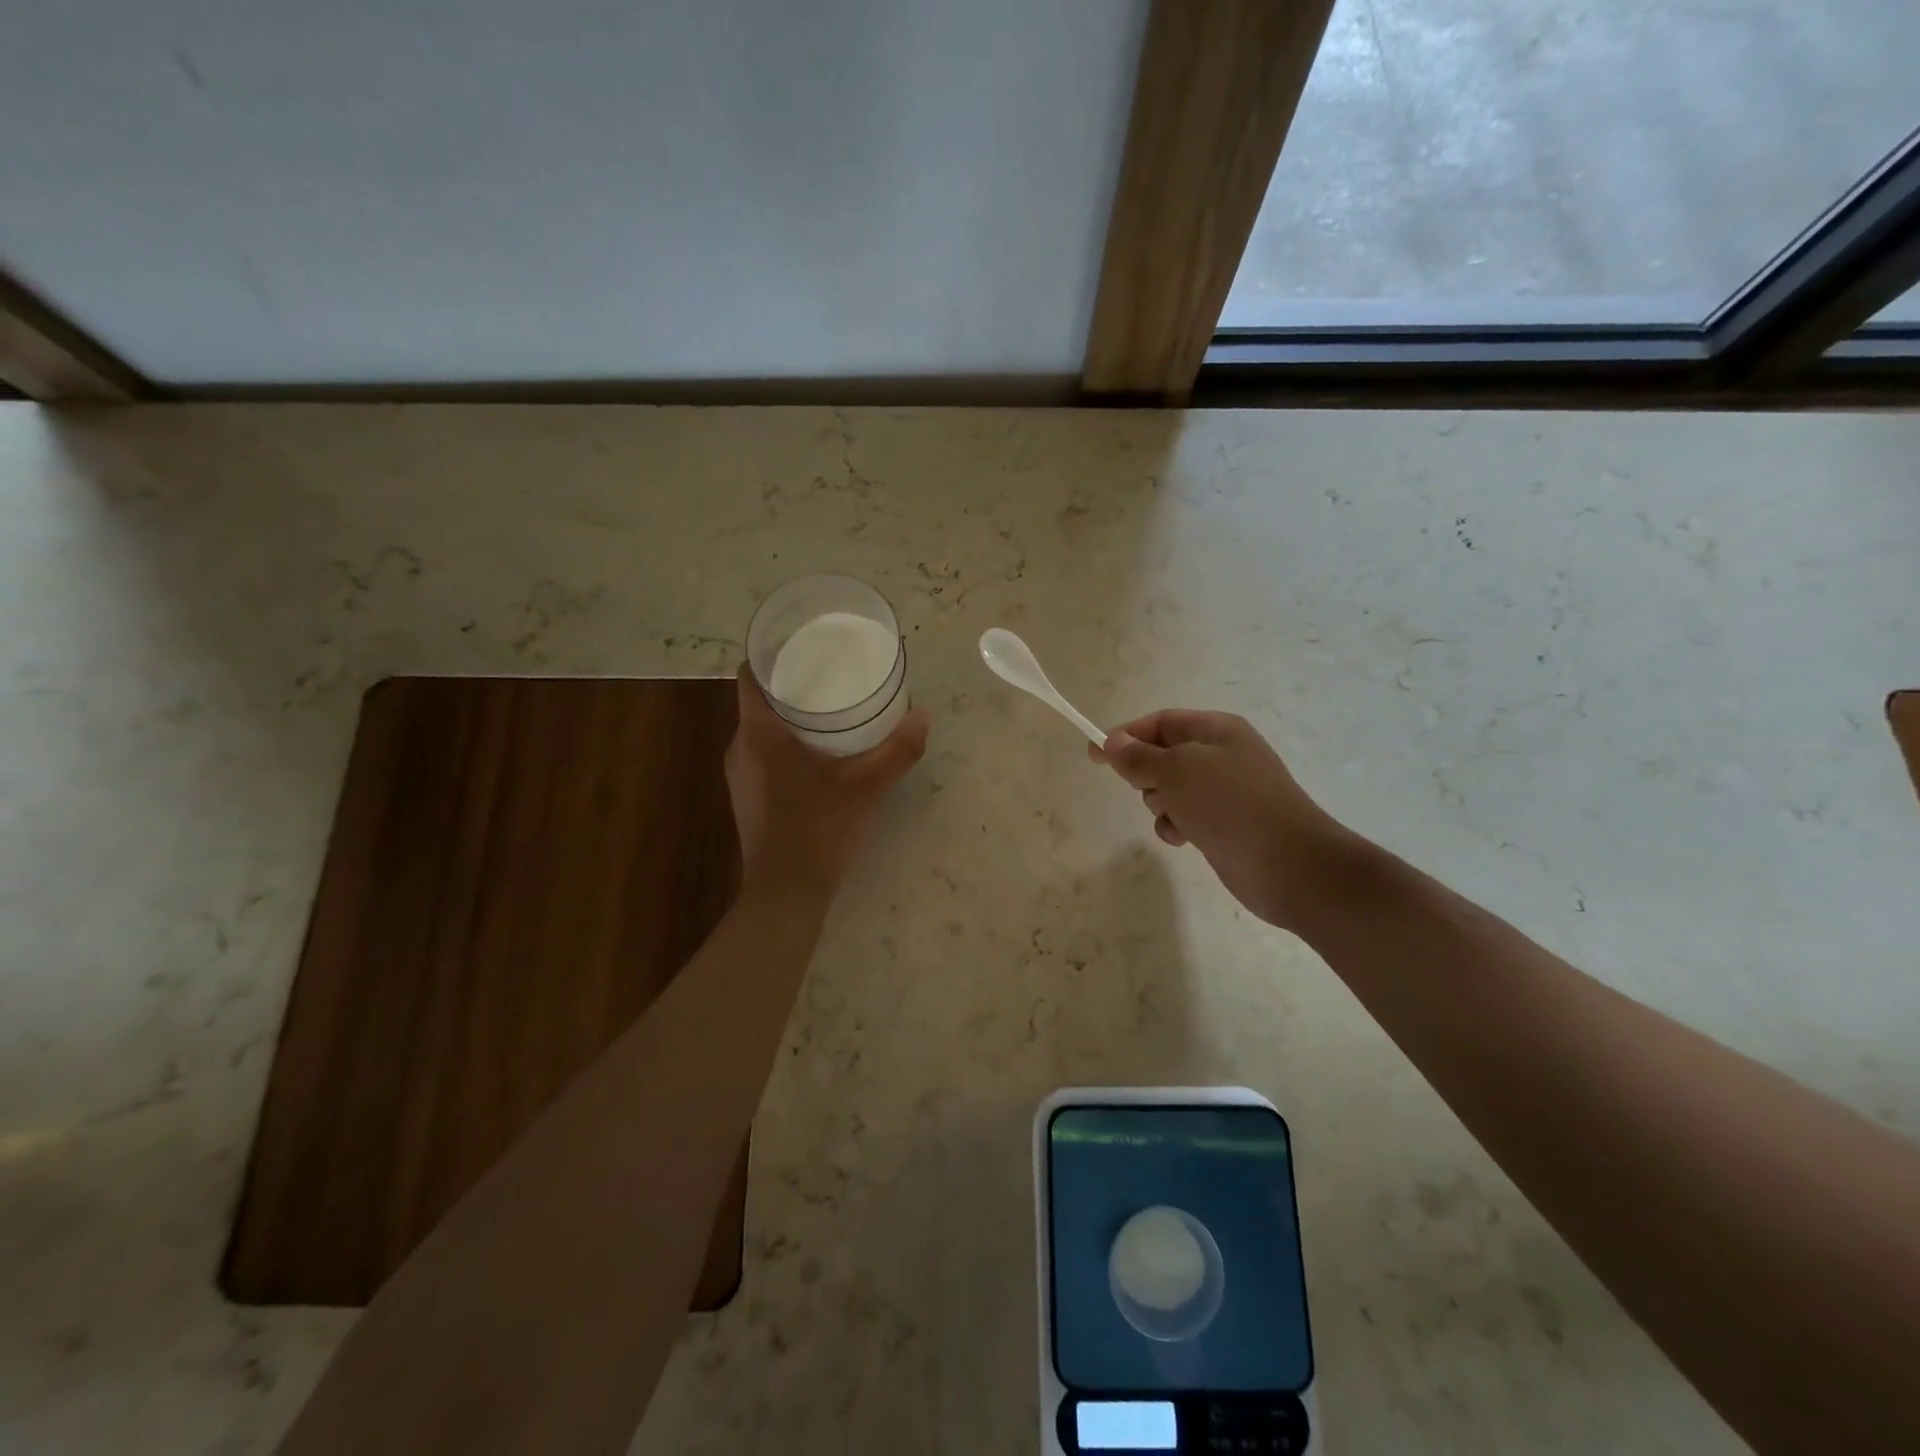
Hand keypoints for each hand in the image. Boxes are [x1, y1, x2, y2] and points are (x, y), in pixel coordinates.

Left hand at [725, 665, 929, 894]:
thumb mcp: (866, 786)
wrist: (786, 893)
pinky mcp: (748, 797)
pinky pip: (763, 754)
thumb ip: (897, 750)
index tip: (801, 644)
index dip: (770, 654)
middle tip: (828, 672)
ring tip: (828, 707)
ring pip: (760, 729)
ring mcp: (740, 776)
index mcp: (758, 735)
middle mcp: (740, 749)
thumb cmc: (819, 829)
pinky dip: (785, 743)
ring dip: (788, 716)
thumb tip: (924, 716)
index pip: (750, 675)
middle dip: (789, 684)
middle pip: (758, 701)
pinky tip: (818, 752)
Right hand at [1089, 709, 1357, 929]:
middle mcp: (1222, 755)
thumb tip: (1112, 741)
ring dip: (1159, 803)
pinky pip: (1185, 815)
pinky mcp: (1225, 823)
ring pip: (1171, 789)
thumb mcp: (1177, 772)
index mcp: (1217, 731)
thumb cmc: (1230, 806)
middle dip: (1146, 774)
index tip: (1093, 754)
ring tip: (1173, 817)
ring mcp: (1226, 791)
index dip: (1126, 735)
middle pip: (1164, 755)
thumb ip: (1139, 757)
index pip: (1160, 722)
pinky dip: (1176, 825)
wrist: (1290, 865)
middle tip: (1146, 790)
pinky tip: (1182, 838)